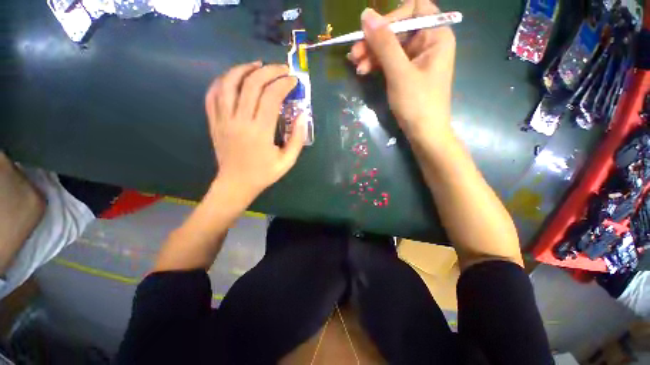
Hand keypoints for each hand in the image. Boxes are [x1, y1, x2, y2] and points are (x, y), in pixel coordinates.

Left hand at [205, 61, 305, 198]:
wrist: (236, 184)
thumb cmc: (264, 174)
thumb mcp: (287, 161)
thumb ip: (297, 139)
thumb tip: (303, 116)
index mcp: (260, 132)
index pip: (271, 97)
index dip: (284, 83)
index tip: (293, 80)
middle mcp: (239, 121)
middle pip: (252, 84)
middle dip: (269, 71)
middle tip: (281, 69)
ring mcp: (223, 120)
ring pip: (229, 83)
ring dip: (244, 69)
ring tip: (257, 65)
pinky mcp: (214, 122)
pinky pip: (213, 94)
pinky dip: (223, 80)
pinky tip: (234, 77)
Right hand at [348, 1, 455, 138]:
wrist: (424, 133)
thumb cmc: (417, 104)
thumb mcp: (399, 73)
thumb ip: (384, 43)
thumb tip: (366, 15)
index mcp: (436, 35)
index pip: (414, 9)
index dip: (391, 17)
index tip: (371, 32)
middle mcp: (428, 42)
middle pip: (398, 29)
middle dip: (375, 40)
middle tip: (354, 53)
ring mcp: (417, 59)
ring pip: (391, 46)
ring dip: (372, 54)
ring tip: (356, 65)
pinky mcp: (407, 73)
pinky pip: (390, 61)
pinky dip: (377, 65)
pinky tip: (364, 71)